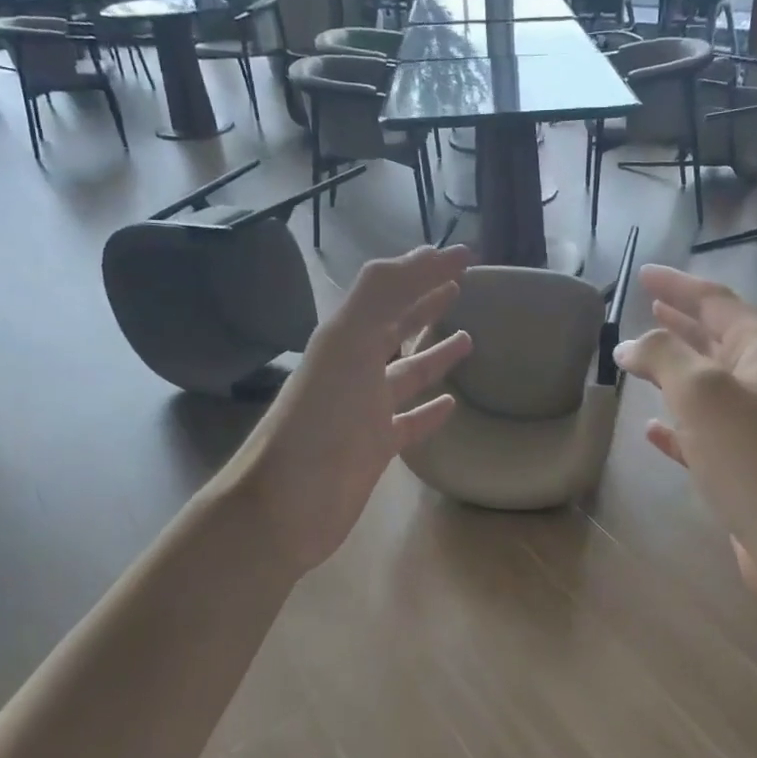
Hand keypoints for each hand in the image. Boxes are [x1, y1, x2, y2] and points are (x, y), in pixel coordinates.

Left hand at [226, 244, 473, 571]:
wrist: (287, 502)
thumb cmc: (320, 420)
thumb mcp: (349, 343)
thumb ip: (382, 295)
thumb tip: (428, 255)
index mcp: (346, 337)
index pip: (391, 290)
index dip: (425, 268)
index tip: (466, 255)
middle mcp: (355, 368)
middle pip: (396, 326)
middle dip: (426, 302)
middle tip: (462, 285)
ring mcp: (365, 409)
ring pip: (406, 372)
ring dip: (434, 353)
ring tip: (469, 337)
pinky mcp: (376, 447)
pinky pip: (410, 421)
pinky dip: (430, 410)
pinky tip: (452, 403)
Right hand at [614, 266, 756, 594]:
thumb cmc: (753, 456)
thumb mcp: (702, 392)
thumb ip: (662, 357)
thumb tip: (629, 345)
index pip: (716, 302)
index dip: (678, 285)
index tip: (642, 275)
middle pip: (717, 339)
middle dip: (682, 322)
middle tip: (646, 307)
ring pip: (710, 385)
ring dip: (676, 370)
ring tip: (641, 360)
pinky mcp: (747, 465)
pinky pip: (705, 432)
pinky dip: (678, 424)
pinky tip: (651, 429)